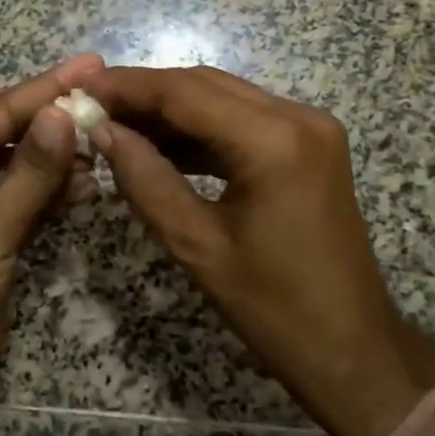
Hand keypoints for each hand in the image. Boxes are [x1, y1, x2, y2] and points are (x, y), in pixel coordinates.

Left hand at [0, 54, 104, 435]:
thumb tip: (65, 113)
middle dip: (54, 118)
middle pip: (9, 135)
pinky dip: (54, 192)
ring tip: (107, 137)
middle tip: (108, 97)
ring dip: (59, 155)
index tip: (93, 64)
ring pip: (21, 169)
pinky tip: (88, 182)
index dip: (46, 89)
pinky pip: (26, 203)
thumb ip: (30, 172)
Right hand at [87, 65, 434, 435]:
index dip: (128, 87)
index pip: (185, 92)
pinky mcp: (309, 144)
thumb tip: (102, 130)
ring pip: (223, 98)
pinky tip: (161, 144)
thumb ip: (145, 178)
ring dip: (172, 110)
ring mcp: (310, 127)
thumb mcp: (196, 245)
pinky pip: (244, 120)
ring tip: (117, 125)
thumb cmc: (274, 309)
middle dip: (146, 94)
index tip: (80, 90)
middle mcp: (298, 116)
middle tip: (93, 107)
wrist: (354, 350)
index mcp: (275, 140)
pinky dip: (201, 129)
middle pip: (205, 85)